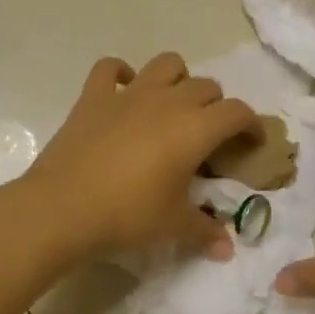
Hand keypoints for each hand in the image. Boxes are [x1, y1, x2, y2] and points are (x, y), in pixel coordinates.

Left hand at [24, 53, 258, 262]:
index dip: (251, 124)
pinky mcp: (94, 96)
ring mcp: (129, 94)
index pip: (237, 112)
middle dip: (216, 106)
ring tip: (174, 104)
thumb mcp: (172, 226)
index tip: (252, 142)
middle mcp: (167, 101)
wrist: (62, 208)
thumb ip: (205, 231)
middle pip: (206, 86)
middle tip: (210, 135)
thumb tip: (227, 250)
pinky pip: (111, 68)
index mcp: (195, 128)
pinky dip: (121, 73)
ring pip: (166, 64)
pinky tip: (124, 89)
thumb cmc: (127, 215)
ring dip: (178, 78)